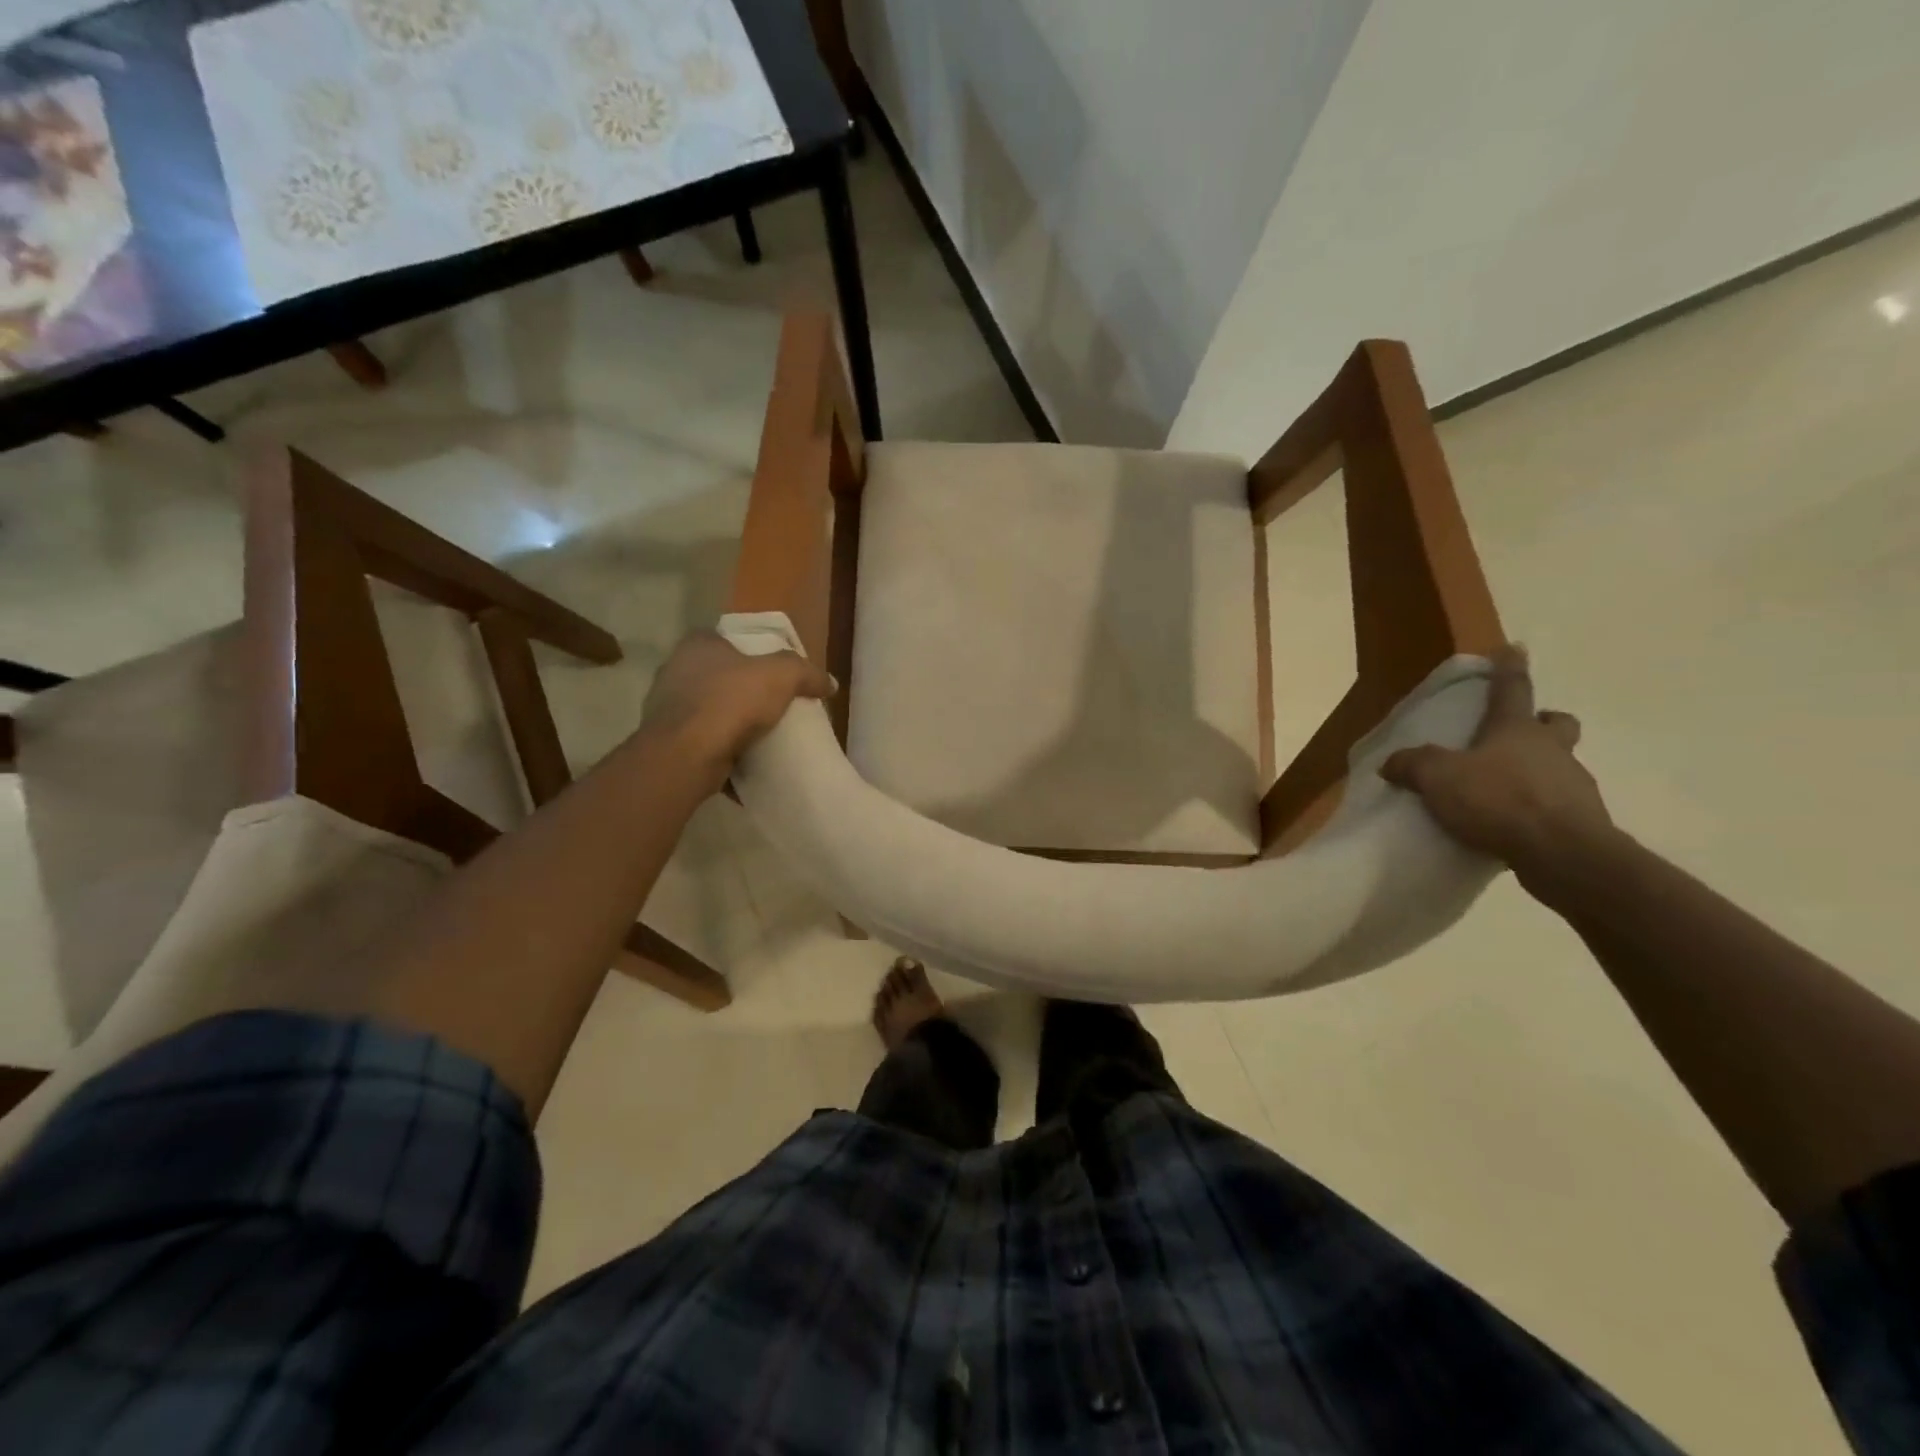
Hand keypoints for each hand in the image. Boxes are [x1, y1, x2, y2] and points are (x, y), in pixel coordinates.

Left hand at [639, 630, 834, 784]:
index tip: (779, 676)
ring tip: (762, 736)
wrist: (686, 755)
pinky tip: (744, 760)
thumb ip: (807, 673)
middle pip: (722, 677)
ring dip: (732, 723)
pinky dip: (722, 750)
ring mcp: (667, 708)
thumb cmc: (730, 702)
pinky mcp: (668, 741)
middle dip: (746, 692)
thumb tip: (830, 683)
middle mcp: (676, 670)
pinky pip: (704, 741)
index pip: (731, 641)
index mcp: (698, 645)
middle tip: (776, 707)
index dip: (757, 656)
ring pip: (711, 711)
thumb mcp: (782, 675)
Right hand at [1380, 645, 1611, 878]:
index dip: (1509, 668)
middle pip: (1554, 723)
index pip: (1512, 689)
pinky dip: (1538, 806)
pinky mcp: (1582, 819)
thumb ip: (1413, 765)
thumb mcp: (1438, 778)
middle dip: (1542, 722)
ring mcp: (1573, 784)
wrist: (1563, 854)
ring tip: (1504, 789)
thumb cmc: (1499, 800)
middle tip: (1521, 732)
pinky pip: (1557, 803)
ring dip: (1538, 768)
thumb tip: (1391, 762)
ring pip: (1559, 764)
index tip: (1514, 648)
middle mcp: (1551, 749)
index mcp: (1516, 730)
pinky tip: (1514, 823)